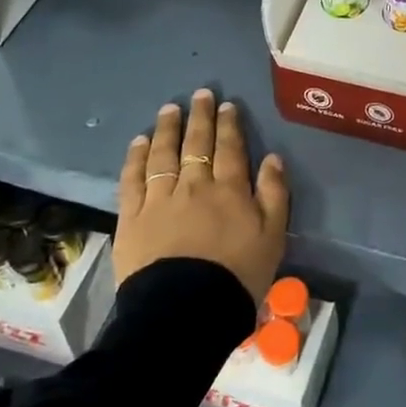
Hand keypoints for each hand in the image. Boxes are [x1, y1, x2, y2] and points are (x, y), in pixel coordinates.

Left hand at [115, 89, 288, 302]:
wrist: (185, 312)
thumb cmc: (236, 277)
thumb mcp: (272, 238)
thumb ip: (274, 195)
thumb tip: (272, 158)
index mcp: (229, 190)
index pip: (230, 148)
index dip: (229, 124)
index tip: (227, 105)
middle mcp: (193, 185)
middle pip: (196, 143)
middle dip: (200, 116)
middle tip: (200, 94)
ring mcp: (159, 199)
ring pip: (163, 154)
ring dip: (167, 129)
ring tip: (169, 109)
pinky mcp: (131, 218)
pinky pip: (132, 179)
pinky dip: (136, 157)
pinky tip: (139, 142)